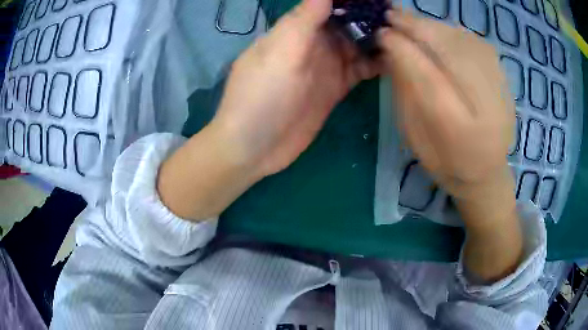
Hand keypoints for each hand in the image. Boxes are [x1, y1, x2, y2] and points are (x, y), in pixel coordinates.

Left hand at [158, 0, 376, 219]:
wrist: (254, 148)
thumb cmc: (261, 96)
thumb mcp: (280, 52)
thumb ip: (304, 20)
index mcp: (296, 30)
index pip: (328, 5)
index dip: (352, 1)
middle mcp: (313, 43)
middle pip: (346, 22)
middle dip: (370, 16)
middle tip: (398, 16)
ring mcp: (326, 66)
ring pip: (357, 44)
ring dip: (377, 38)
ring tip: (403, 33)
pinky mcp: (335, 88)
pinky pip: (360, 69)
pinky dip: (376, 62)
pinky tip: (396, 58)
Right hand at [377, 10, 521, 282]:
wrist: (487, 172)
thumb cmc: (446, 162)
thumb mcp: (415, 136)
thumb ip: (405, 92)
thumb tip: (391, 49)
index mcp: (459, 133)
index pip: (428, 77)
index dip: (403, 49)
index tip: (382, 33)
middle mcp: (486, 107)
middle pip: (449, 51)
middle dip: (416, 28)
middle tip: (391, 16)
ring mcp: (500, 89)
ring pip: (462, 40)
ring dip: (432, 26)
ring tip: (409, 21)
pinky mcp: (504, 78)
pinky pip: (475, 42)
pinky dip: (452, 31)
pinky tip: (437, 32)